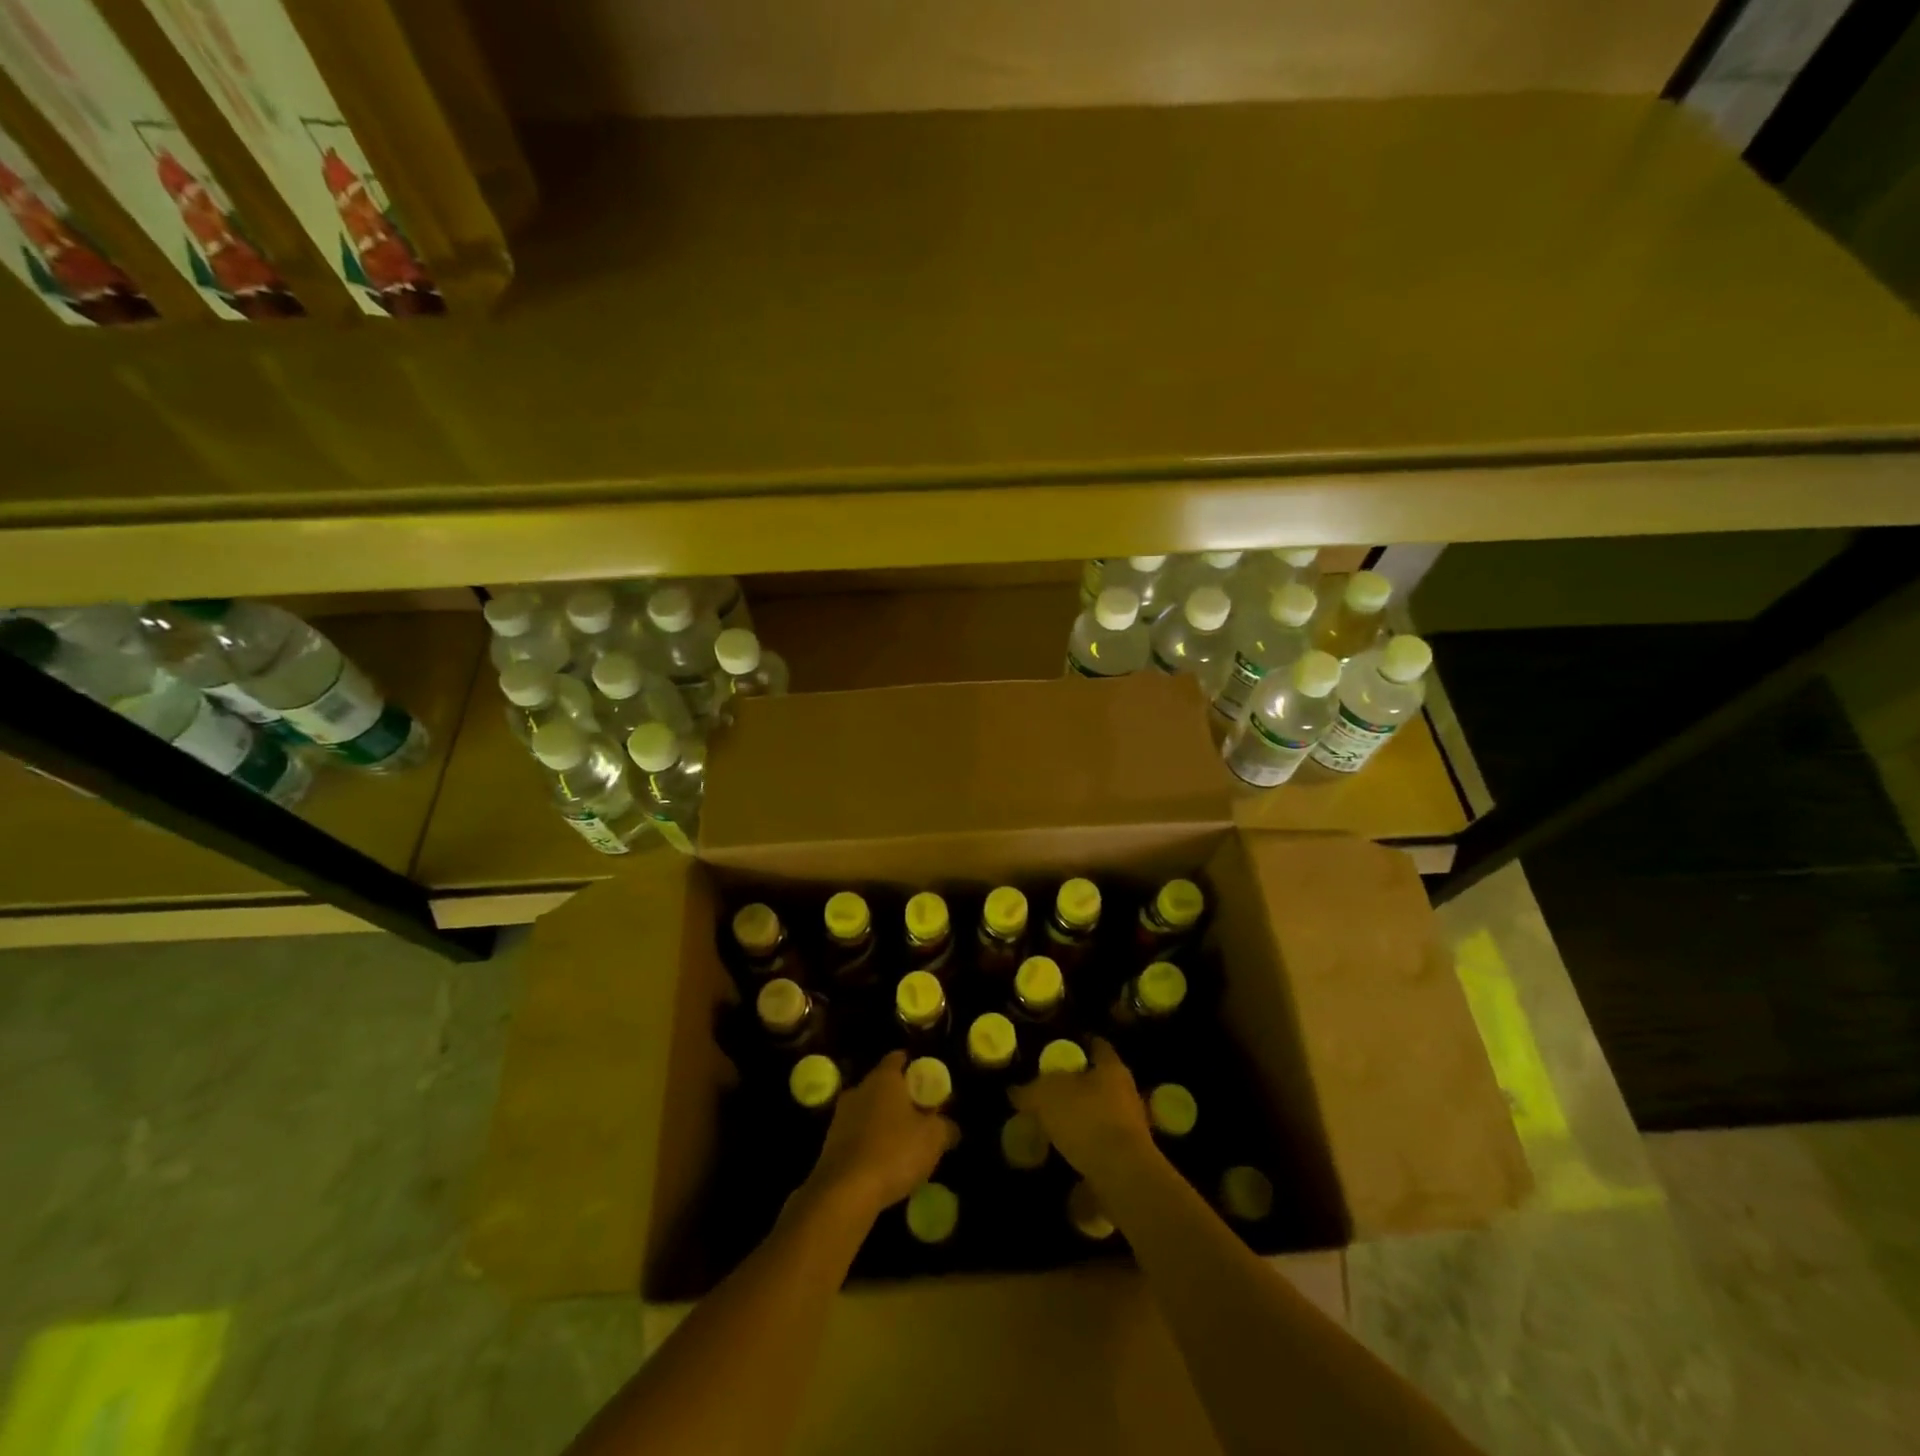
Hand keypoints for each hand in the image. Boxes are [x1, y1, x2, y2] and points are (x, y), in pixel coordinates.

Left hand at [803, 1052, 957, 1221]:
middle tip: (922, 1115)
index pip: (899, 1058)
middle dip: (902, 1098)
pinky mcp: (830, 1144)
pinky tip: (884, 1164)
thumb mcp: (934, 1138)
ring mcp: (840, 1116)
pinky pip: (857, 1135)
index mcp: (884, 1078)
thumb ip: (946, 1126)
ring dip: (885, 1122)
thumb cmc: (894, 1152)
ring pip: (869, 1111)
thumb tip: (951, 1127)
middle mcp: (859, 1089)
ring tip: (904, 1144)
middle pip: (884, 1085)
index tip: (928, 1080)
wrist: (844, 1192)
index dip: (915, 1066)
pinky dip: (871, 1143)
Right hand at [1011, 1037, 1153, 1183]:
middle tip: (1050, 1090)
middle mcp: (1126, 1092)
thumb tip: (1015, 1091)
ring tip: (1053, 1125)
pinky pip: (1101, 1144)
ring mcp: (1131, 1126)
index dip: (1080, 1044)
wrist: (1123, 1177)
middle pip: (1100, 1081)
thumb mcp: (1047, 1097)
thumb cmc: (1087, 1120)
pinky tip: (1064, 1154)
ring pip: (1101, 1113)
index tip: (1062, 1047)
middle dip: (1077, 1085)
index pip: (1097, 1046)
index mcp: (1111, 1067)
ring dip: (1081, 1118)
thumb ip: (1030, 1090)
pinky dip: (1084, 1147)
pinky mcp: (1129, 1158)